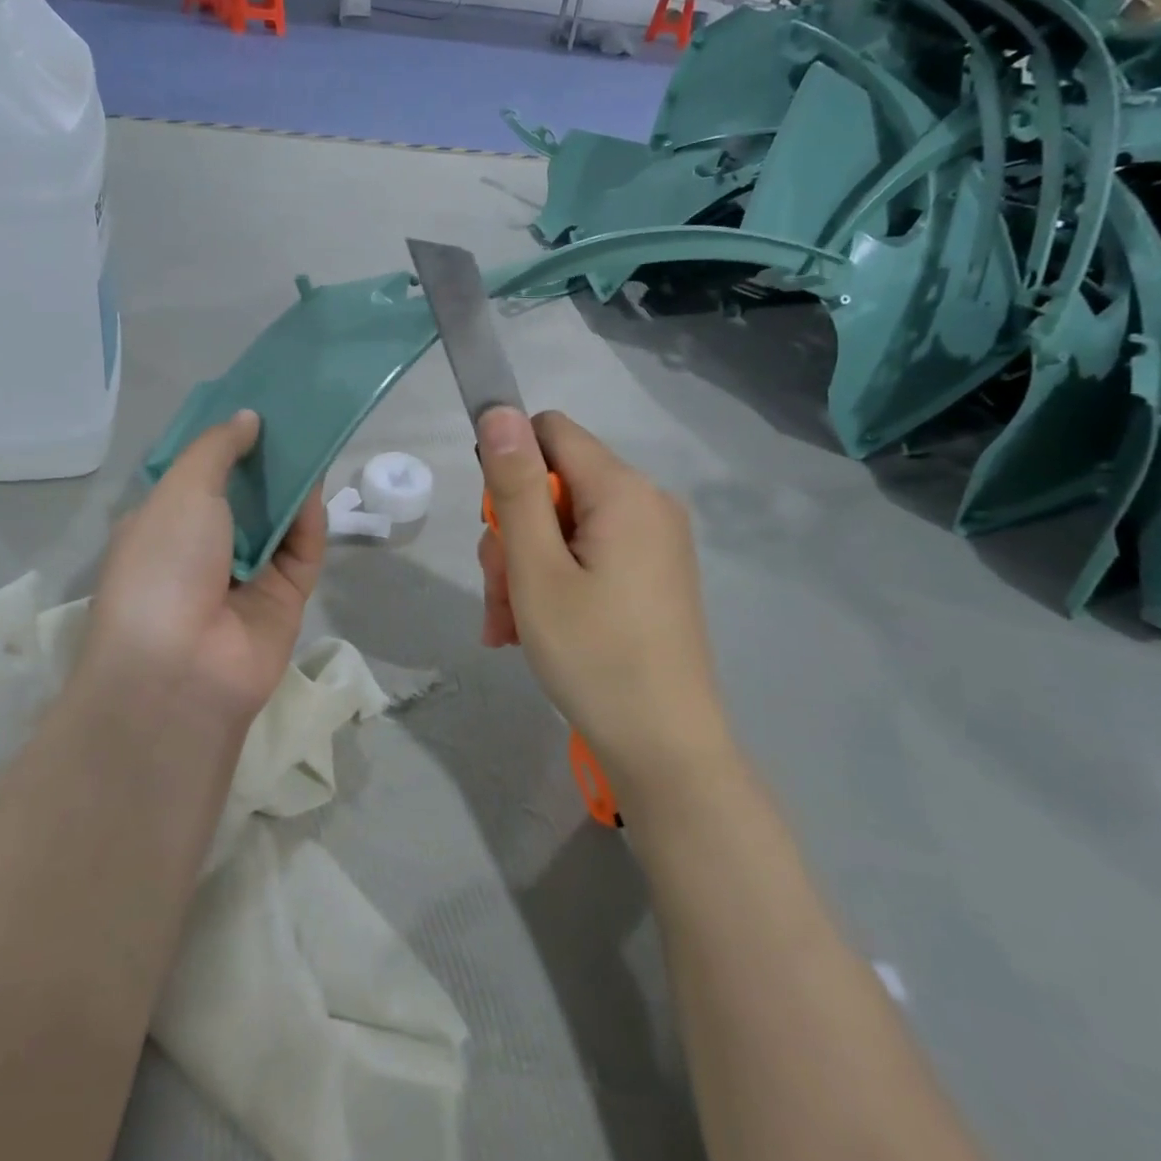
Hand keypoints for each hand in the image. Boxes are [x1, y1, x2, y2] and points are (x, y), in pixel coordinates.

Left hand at [81, 410, 323, 725]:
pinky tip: (316, 484)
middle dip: (264, 460)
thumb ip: (217, 449)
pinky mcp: (285, 599)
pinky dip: (308, 519)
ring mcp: (246, 577)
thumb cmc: (163, 565)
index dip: (223, 443)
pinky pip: (302, 550)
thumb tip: (247, 418)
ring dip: (291, 484)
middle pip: (243, 496)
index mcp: (163, 526)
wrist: (180, 668)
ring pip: (277, 521)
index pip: (197, 477)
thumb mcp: (180, 491)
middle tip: (292, 416)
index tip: (251, 408)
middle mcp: (204, 551)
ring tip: (312, 436)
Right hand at [477, 407, 729, 793]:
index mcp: (623, 491)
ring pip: (563, 526)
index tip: (495, 525)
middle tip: (500, 594)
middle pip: (554, 485)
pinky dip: (553, 582)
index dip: (509, 466)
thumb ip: (516, 486)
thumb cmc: (593, 656)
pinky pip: (588, 556)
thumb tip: (499, 410)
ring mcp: (653, 541)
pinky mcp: (652, 574)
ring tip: (508, 625)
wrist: (665, 750)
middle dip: (512, 534)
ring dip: (524, 568)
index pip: (550, 431)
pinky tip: (530, 630)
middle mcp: (646, 502)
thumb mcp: (536, 569)